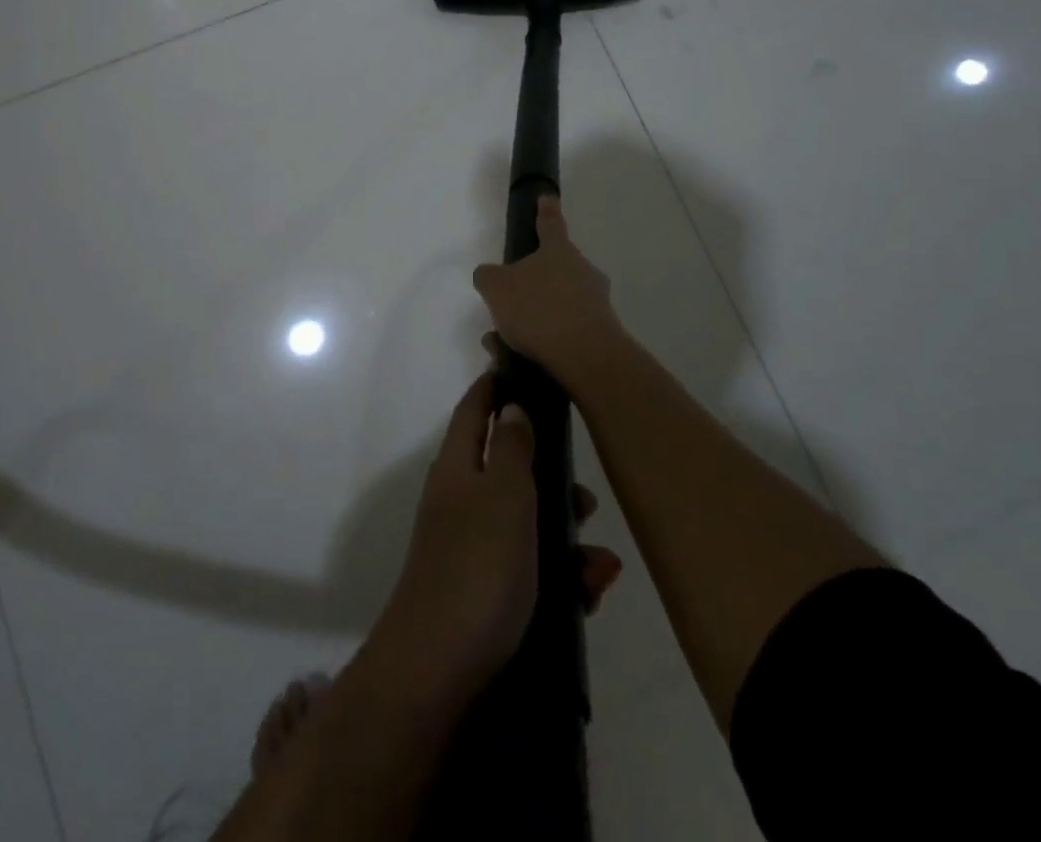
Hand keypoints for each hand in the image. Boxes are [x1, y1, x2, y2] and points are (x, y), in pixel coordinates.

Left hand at [370, 370, 621, 704]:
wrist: (441, 670)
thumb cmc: (477, 566)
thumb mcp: (505, 496)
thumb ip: (514, 449)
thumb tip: (512, 407)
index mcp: (458, 468)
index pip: (475, 411)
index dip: (494, 388)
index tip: (520, 369)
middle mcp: (461, 501)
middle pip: (510, 471)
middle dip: (553, 480)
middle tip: (585, 499)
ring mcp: (472, 548)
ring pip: (528, 524)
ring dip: (567, 538)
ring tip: (599, 565)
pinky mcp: (487, 592)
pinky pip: (531, 569)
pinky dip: (561, 577)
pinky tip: (590, 594)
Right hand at [472, 196, 628, 387]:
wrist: (586, 357)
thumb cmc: (538, 310)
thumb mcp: (496, 287)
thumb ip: (488, 276)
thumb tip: (490, 275)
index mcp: (558, 250)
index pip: (550, 223)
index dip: (545, 210)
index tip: (547, 198)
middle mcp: (582, 270)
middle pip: (556, 268)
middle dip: (534, 282)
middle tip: (510, 302)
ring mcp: (596, 301)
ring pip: (559, 302)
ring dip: (536, 316)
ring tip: (507, 341)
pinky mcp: (603, 332)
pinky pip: (567, 329)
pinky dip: (547, 339)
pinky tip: (525, 357)